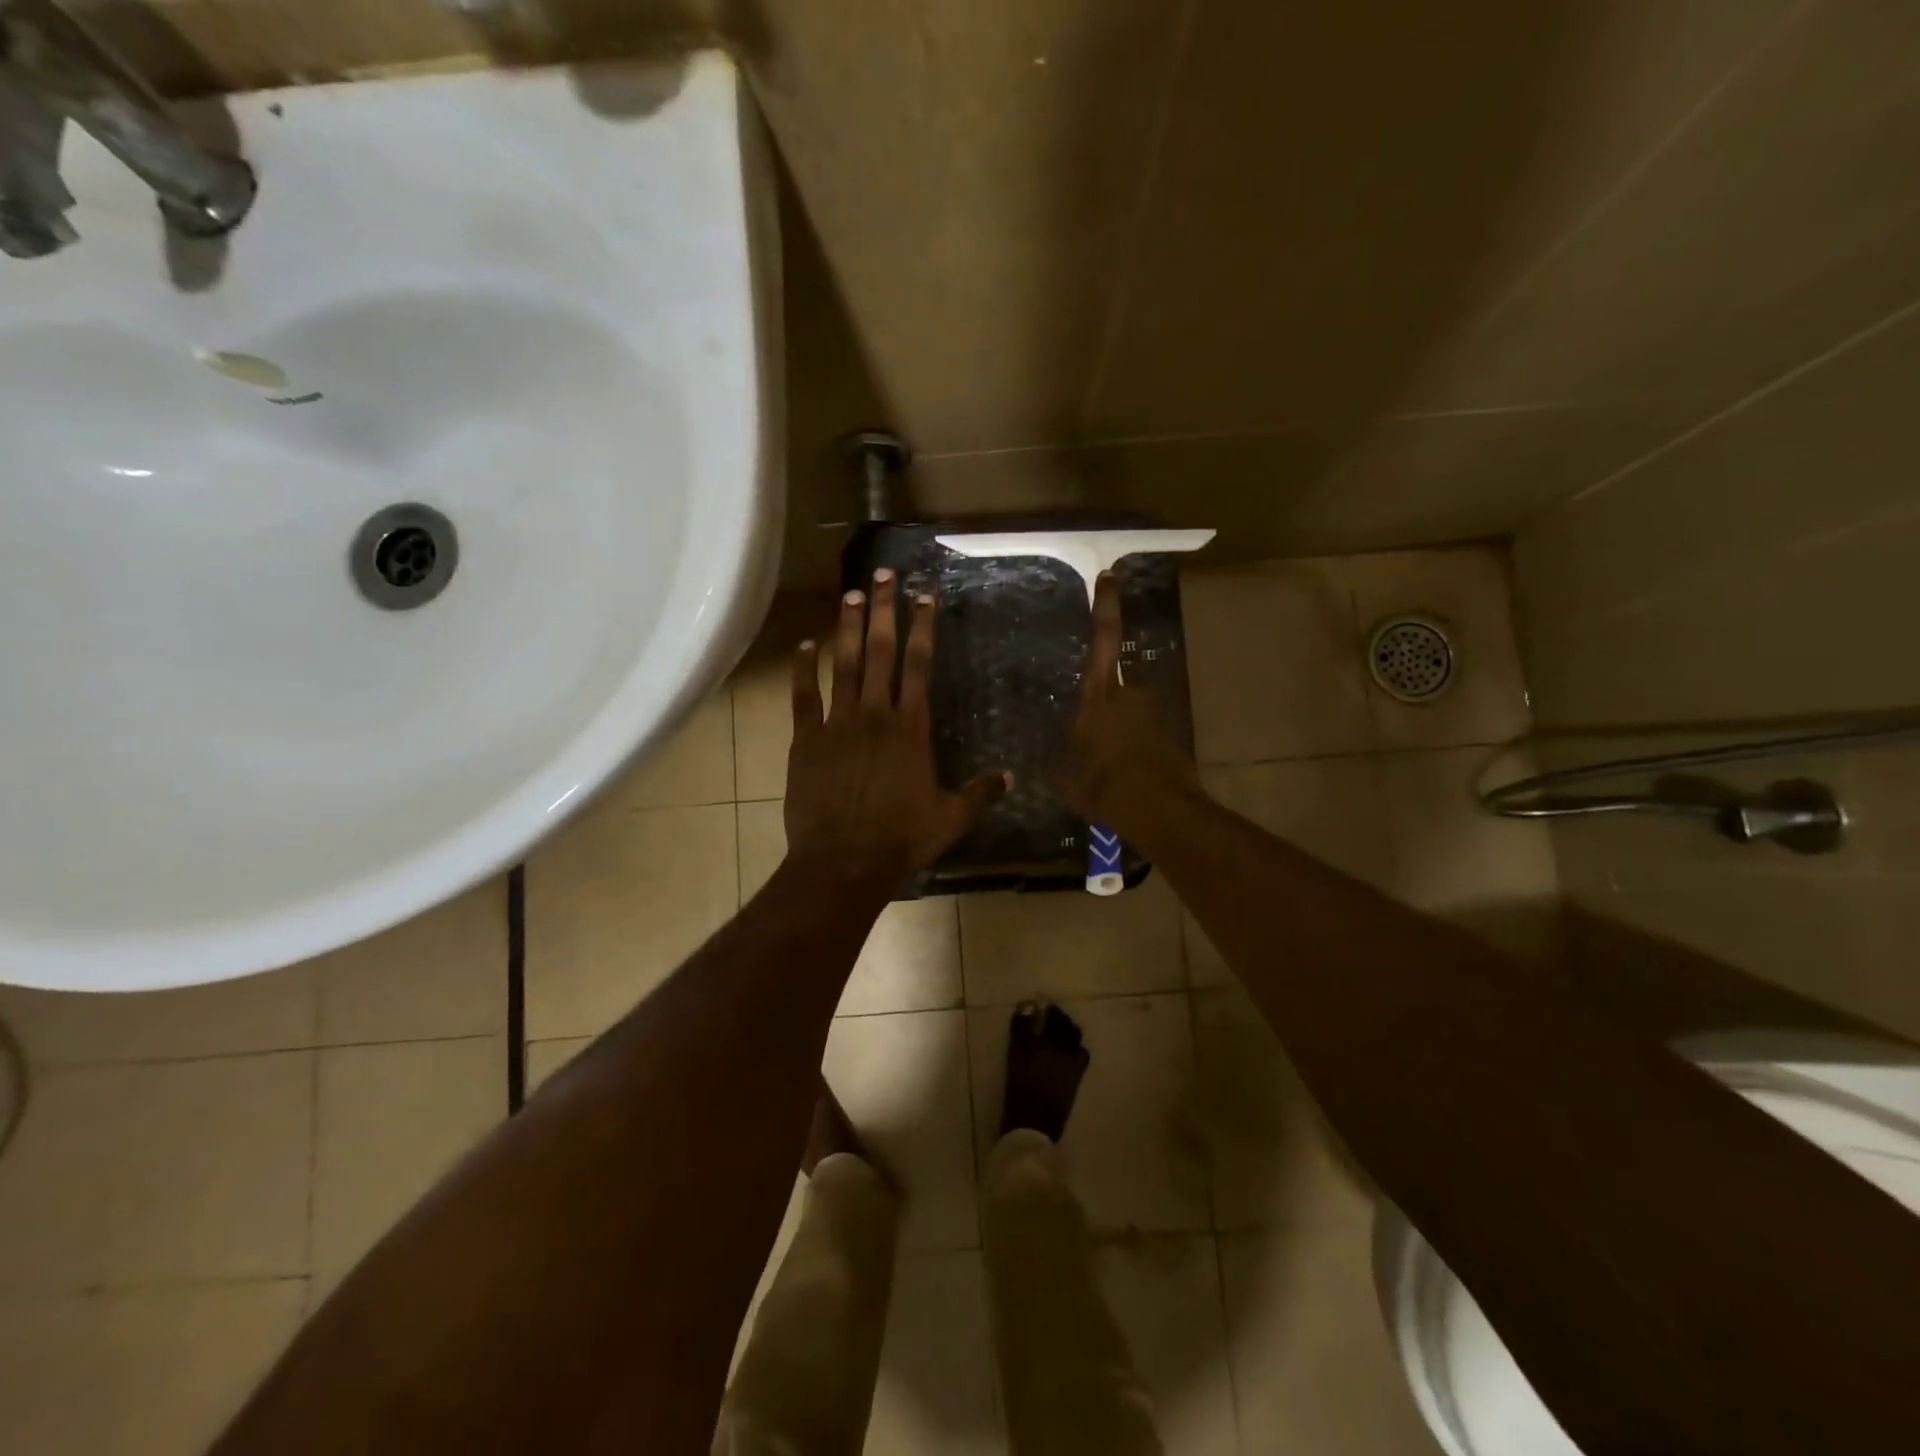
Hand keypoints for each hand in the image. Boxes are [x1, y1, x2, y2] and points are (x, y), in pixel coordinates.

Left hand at [785, 569, 1010, 891]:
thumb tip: (1011, 777)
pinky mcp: (806, 740)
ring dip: (848, 627)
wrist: (843, 862)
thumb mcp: (951, 818)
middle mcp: (874, 714)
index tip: (924, 595)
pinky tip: (804, 644)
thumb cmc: (900, 839)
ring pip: (843, 664)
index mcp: (910, 728)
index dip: (922, 627)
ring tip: (850, 594)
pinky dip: (803, 668)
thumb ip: (980, 793)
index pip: (918, 665)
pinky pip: (803, 695)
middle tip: (882, 575)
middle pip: (881, 651)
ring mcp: (836, 724)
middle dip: (883, 610)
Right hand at [1053, 571, 1201, 837]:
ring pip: (1127, 713)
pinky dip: (1133, 749)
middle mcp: (1129, 694)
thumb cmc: (1104, 786)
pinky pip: (1142, 734)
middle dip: (1100, 710)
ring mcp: (1153, 712)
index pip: (1103, 639)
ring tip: (1106, 770)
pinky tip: (1123, 777)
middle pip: (1110, 687)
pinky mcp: (1169, 733)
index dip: (1106, 606)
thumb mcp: (1063, 776)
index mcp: (1098, 695)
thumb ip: (1053, 758)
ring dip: (1117, 733)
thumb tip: (1040, 755)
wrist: (1161, 811)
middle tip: (1088, 745)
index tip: (1110, 576)